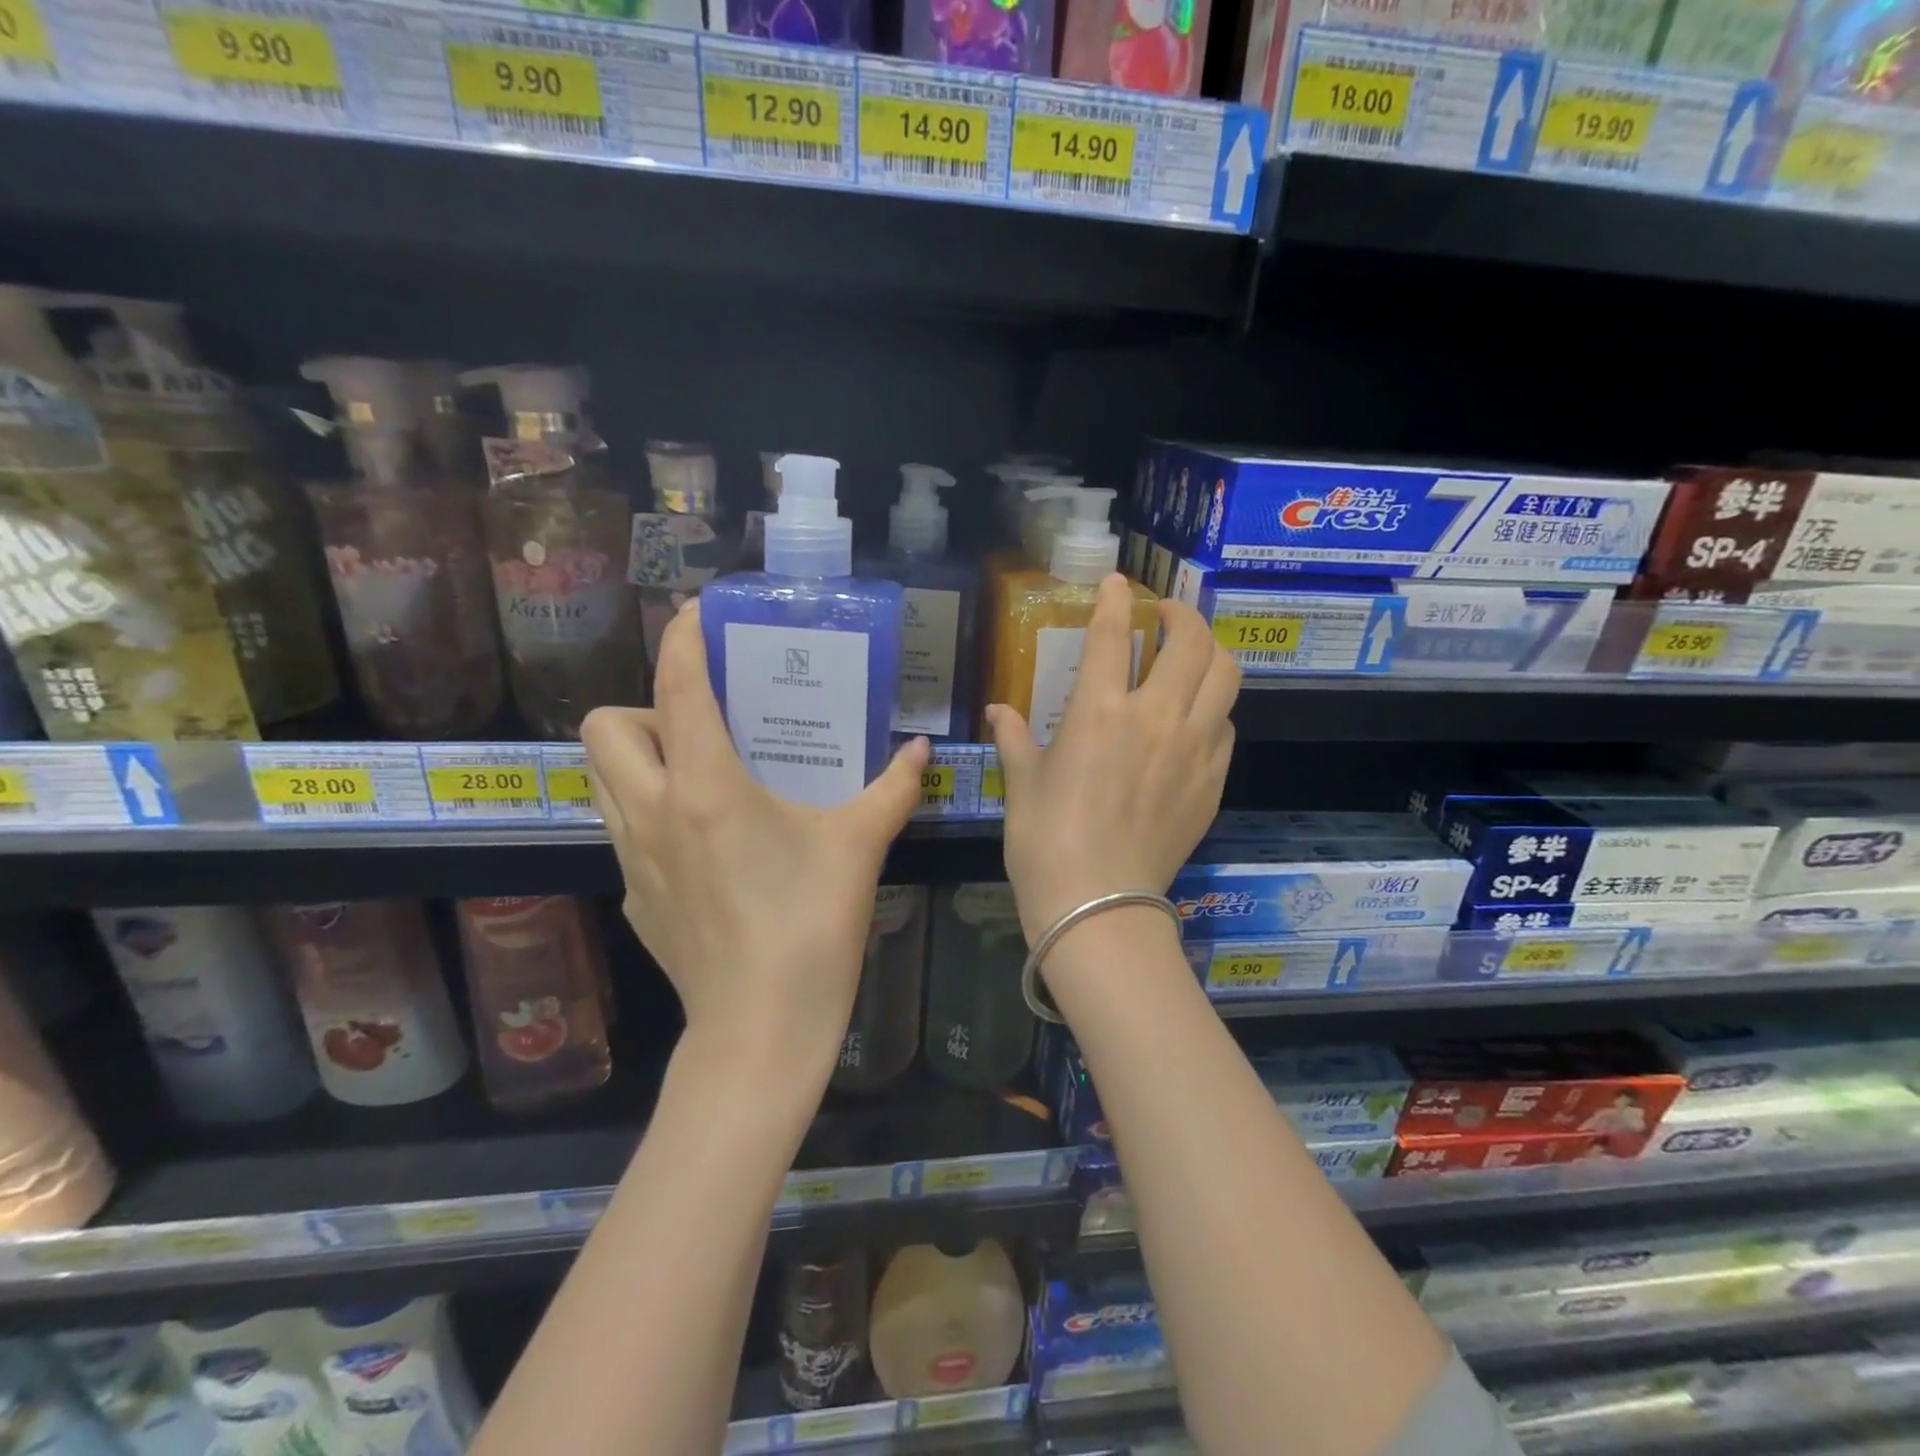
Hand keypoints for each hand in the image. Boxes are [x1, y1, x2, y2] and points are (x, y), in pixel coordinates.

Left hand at [582, 602, 929, 1075]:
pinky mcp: (635, 897)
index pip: (676, 686)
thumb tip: (922, 753)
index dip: (681, 637)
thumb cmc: (810, 926)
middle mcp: (652, 811)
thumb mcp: (859, 848)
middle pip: (606, 727)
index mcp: (705, 786)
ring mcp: (633, 858)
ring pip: (601, 778)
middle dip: (645, 706)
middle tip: (705, 724)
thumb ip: (893, 791)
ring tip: (700, 770)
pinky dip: (651, 811)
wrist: (762, 1029)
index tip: (697, 613)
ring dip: (639, 756)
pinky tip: (707, 841)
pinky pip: (623, 828)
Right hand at [987, 574, 1238, 943]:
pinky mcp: (1213, 781)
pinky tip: (1195, 720)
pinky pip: (1226, 727)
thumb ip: (1013, 737)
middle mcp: (1155, 718)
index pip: (1112, 634)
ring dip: (1210, 653)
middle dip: (1181, 615)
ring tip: (1192, 655)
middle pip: (1192, 642)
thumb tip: (998, 710)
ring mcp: (1193, 749)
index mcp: (1099, 712)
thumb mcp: (1022, 783)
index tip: (1118, 582)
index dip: (1116, 598)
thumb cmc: (1045, 841)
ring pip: (1226, 676)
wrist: (1097, 905)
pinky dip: (1213, 709)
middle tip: (1166, 617)